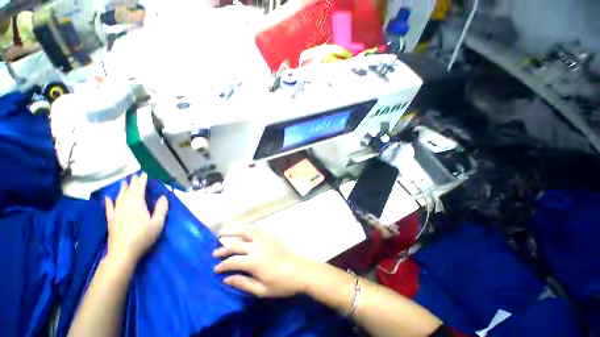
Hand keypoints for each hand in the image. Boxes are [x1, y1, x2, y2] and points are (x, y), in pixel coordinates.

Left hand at [105, 173, 168, 263]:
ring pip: (119, 197)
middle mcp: (125, 205)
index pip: (139, 189)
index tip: (144, 174)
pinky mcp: (111, 220)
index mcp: (137, 205)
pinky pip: (109, 208)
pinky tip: (108, 198)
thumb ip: (161, 209)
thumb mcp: (157, 223)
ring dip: (122, 189)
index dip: (142, 181)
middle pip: (128, 191)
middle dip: (132, 183)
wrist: (123, 252)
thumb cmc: (143, 237)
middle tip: (135, 175)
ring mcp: (116, 212)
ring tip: (124, 182)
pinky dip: (109, 202)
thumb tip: (163, 197)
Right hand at [213, 228, 312, 297]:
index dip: (222, 265)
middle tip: (214, 252)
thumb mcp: (262, 290)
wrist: (300, 270)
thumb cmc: (282, 283)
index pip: (232, 261)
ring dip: (233, 230)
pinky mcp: (271, 235)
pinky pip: (256, 228)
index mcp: (254, 262)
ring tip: (223, 232)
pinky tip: (242, 229)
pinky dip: (246, 227)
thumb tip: (226, 279)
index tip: (215, 269)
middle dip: (223, 249)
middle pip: (236, 245)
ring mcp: (264, 238)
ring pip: (245, 231)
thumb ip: (243, 283)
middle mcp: (257, 247)